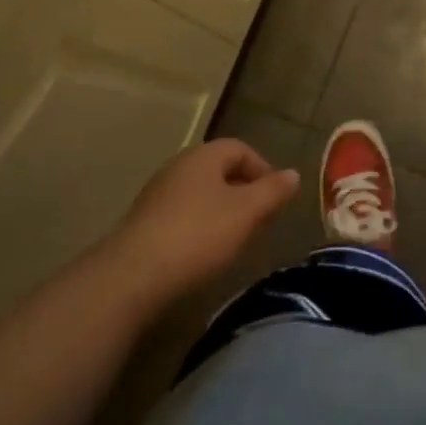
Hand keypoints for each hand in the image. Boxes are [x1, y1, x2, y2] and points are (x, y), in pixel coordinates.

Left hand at [106, 139, 300, 304]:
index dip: (262, 169)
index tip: (275, 198)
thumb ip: (272, 192)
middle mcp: (179, 166)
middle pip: (219, 170)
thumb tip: (293, 174)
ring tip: (234, 240)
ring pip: (200, 194)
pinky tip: (203, 254)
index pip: (240, 149)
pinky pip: (181, 215)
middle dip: (242, 191)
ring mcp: (157, 194)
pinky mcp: (144, 222)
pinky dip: (198, 227)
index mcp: (204, 155)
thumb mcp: (246, 213)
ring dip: (221, 211)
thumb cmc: (198, 235)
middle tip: (259, 220)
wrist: (132, 276)